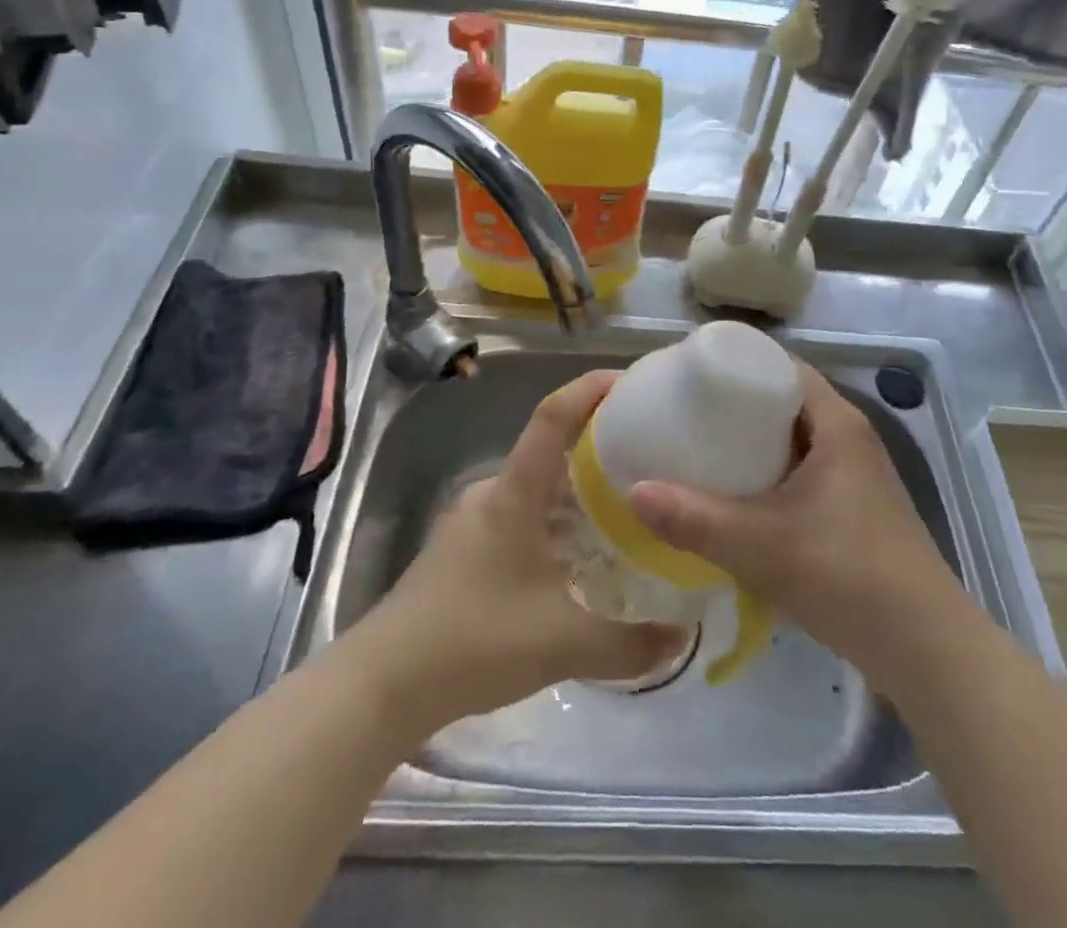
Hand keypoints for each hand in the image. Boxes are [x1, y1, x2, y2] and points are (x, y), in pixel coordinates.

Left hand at [351, 370, 686, 738]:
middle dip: (599, 454)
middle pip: (552, 455)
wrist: (383, 684)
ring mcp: (473, 523)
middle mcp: (493, 495)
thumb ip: (629, 643)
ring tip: (626, 516)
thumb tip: (683, 639)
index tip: (631, 382)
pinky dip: (556, 528)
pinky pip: (522, 521)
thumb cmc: (474, 639)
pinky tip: (579, 564)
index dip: (589, 390)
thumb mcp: (561, 642)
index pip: (553, 417)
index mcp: (514, 493)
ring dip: (578, 498)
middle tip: (649, 465)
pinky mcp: (464, 552)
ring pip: (537, 493)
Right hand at [629, 363, 960, 690]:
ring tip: (700, 450)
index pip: (782, 367)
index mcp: (836, 423)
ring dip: (752, 442)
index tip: (690, 376)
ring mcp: (855, 475)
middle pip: (784, 401)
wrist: (925, 648)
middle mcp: (849, 438)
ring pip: (793, 439)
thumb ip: (695, 520)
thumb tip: (633, 492)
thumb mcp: (761, 546)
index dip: (737, 364)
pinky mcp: (854, 508)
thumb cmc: (847, 575)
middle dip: (735, 405)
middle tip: (685, 415)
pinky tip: (737, 498)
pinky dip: (769, 473)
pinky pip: (802, 470)